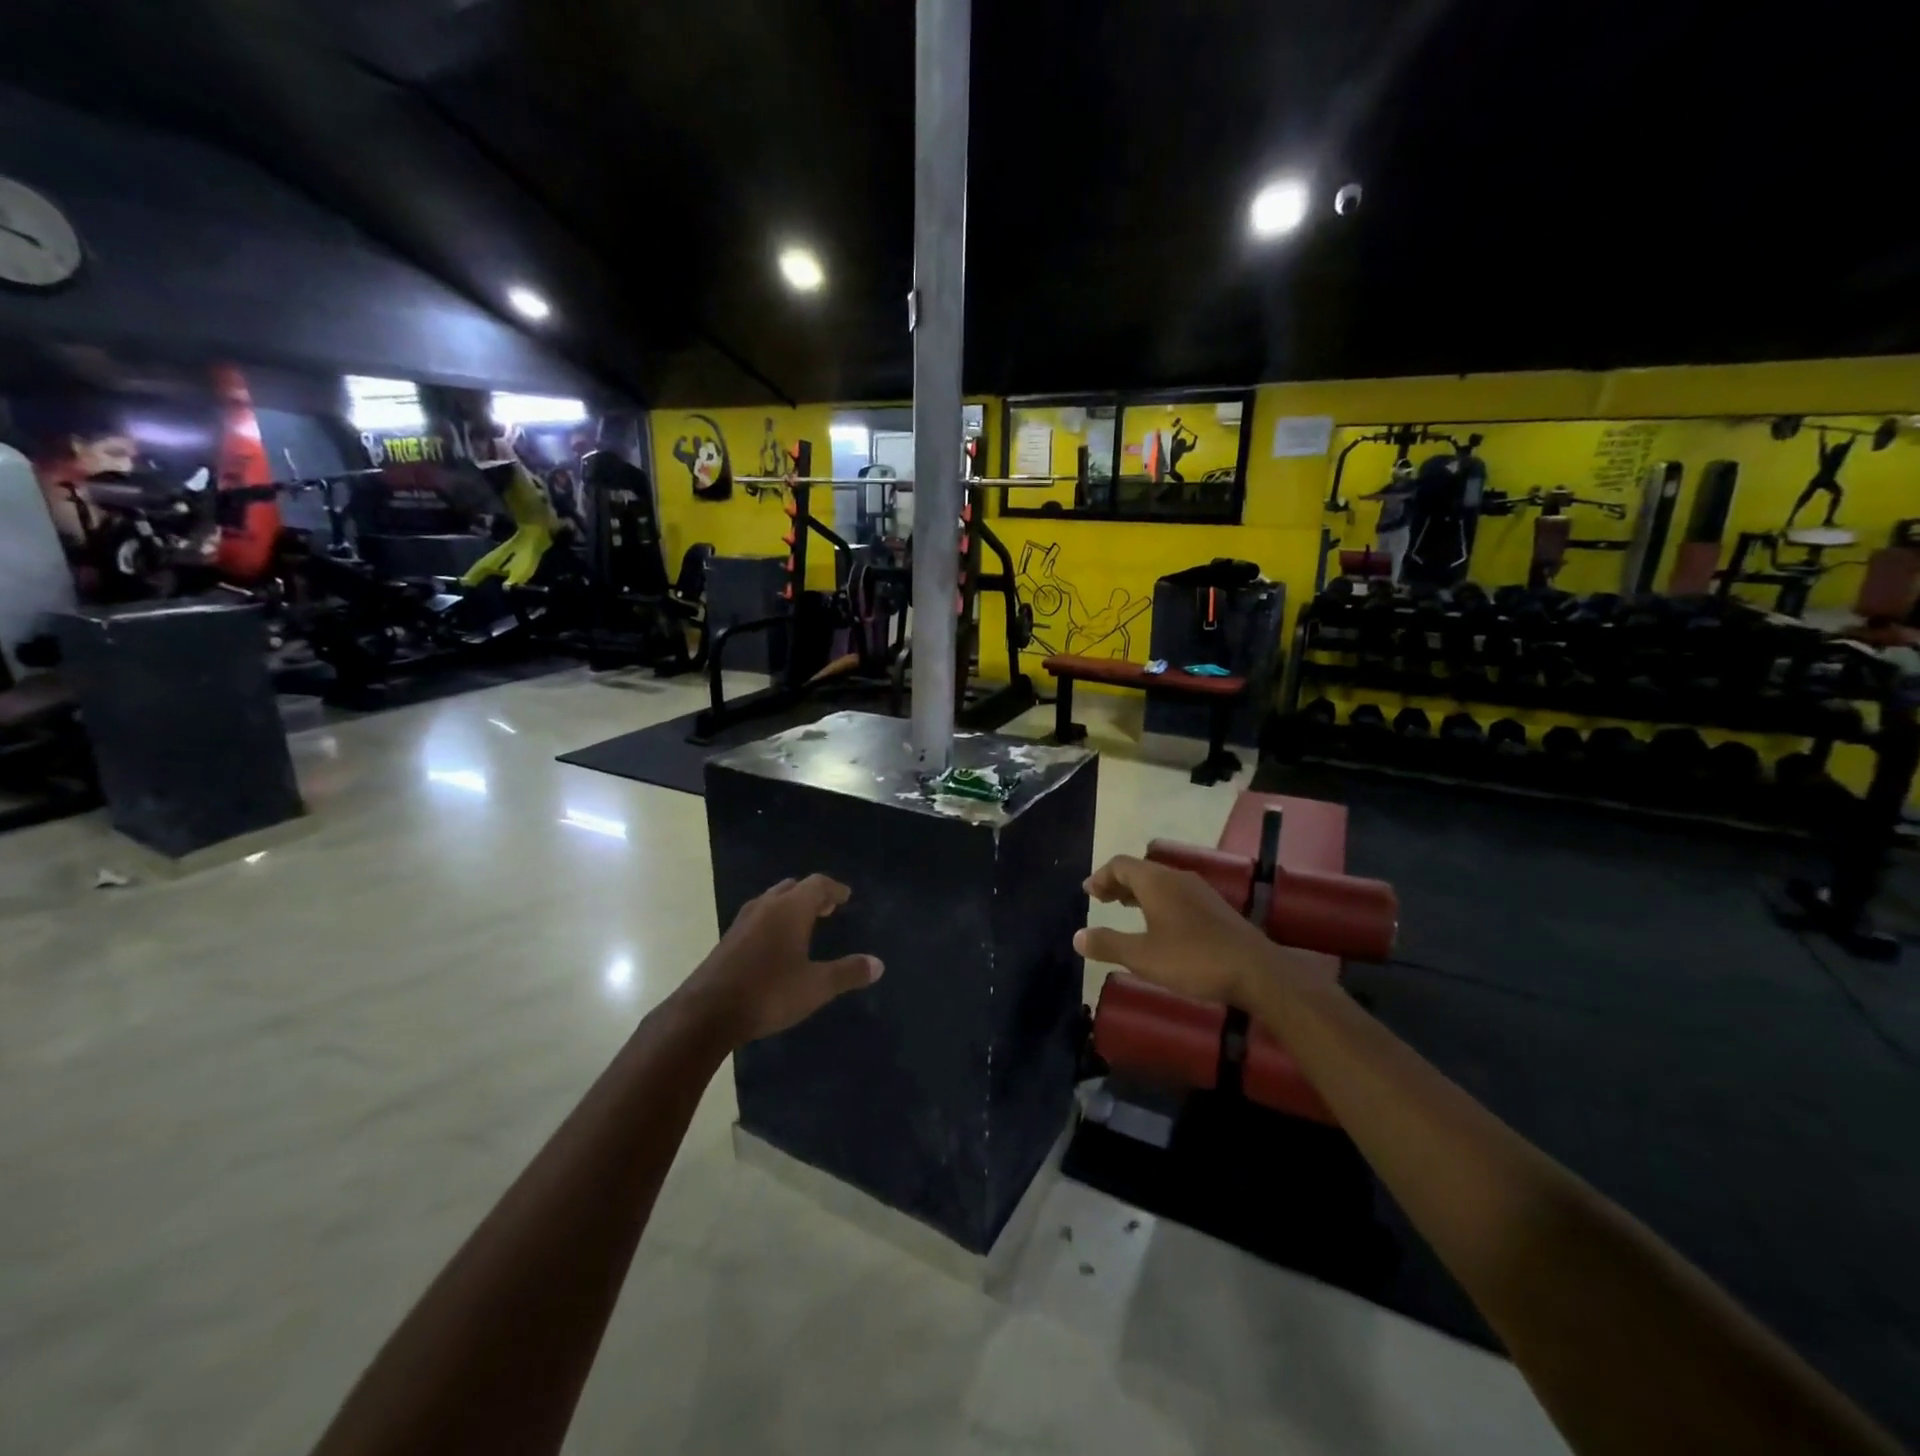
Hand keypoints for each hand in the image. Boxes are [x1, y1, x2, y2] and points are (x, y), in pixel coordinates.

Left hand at [677, 875, 882, 1045]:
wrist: (706, 1013)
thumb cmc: (768, 993)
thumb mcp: (816, 986)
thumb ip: (848, 973)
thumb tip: (878, 964)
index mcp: (790, 909)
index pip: (817, 884)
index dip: (834, 889)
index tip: (846, 896)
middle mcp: (766, 906)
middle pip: (792, 887)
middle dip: (812, 894)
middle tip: (827, 908)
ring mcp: (742, 921)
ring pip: (772, 900)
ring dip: (791, 906)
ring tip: (805, 924)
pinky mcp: (728, 940)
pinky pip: (758, 917)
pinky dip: (774, 920)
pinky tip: (776, 945)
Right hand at [1074, 854, 1278, 1005]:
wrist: (1256, 972)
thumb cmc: (1193, 959)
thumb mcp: (1143, 956)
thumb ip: (1108, 944)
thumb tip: (1077, 937)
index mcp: (1157, 882)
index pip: (1121, 864)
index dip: (1100, 876)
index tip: (1088, 893)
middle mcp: (1177, 878)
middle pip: (1140, 870)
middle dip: (1117, 882)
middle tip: (1101, 900)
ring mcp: (1199, 892)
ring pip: (1160, 882)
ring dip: (1138, 892)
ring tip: (1124, 908)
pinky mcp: (1215, 908)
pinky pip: (1176, 894)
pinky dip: (1157, 901)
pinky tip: (1158, 925)